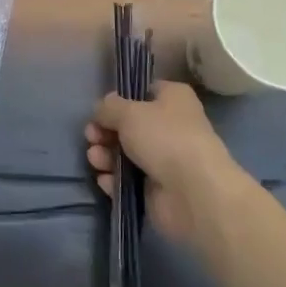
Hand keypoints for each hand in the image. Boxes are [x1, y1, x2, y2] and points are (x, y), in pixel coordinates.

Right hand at [86, 81, 242, 245]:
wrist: (194, 193)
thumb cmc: (164, 138)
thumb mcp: (128, 112)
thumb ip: (108, 108)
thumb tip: (102, 111)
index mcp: (172, 99)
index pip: (141, 93)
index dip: (119, 101)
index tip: (100, 111)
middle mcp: (170, 126)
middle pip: (128, 126)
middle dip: (105, 132)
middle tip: (91, 138)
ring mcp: (164, 160)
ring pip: (125, 154)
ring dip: (105, 155)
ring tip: (96, 160)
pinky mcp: (156, 189)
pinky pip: (128, 180)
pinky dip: (114, 179)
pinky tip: (105, 180)